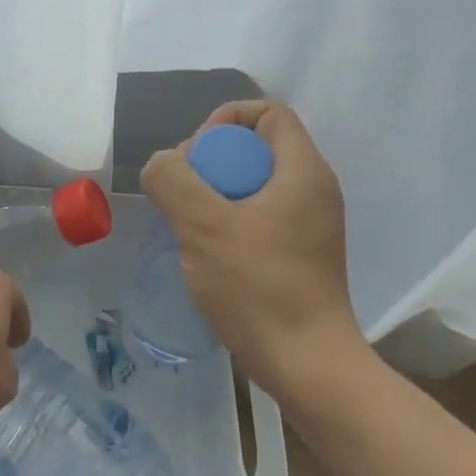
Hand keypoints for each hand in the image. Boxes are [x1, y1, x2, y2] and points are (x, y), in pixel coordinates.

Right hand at [140, 100, 365, 398]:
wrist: (306, 362)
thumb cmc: (259, 286)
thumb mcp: (204, 226)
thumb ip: (174, 181)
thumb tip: (161, 164)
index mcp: (303, 171)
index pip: (269, 113)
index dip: (226, 120)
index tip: (195, 155)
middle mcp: (314, 190)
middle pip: (257, 148)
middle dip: (212, 160)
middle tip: (182, 194)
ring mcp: (310, 225)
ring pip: (254, 186)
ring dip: (215, 194)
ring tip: (187, 225)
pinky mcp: (300, 254)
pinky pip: (260, 217)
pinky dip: (230, 221)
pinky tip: (206, 252)